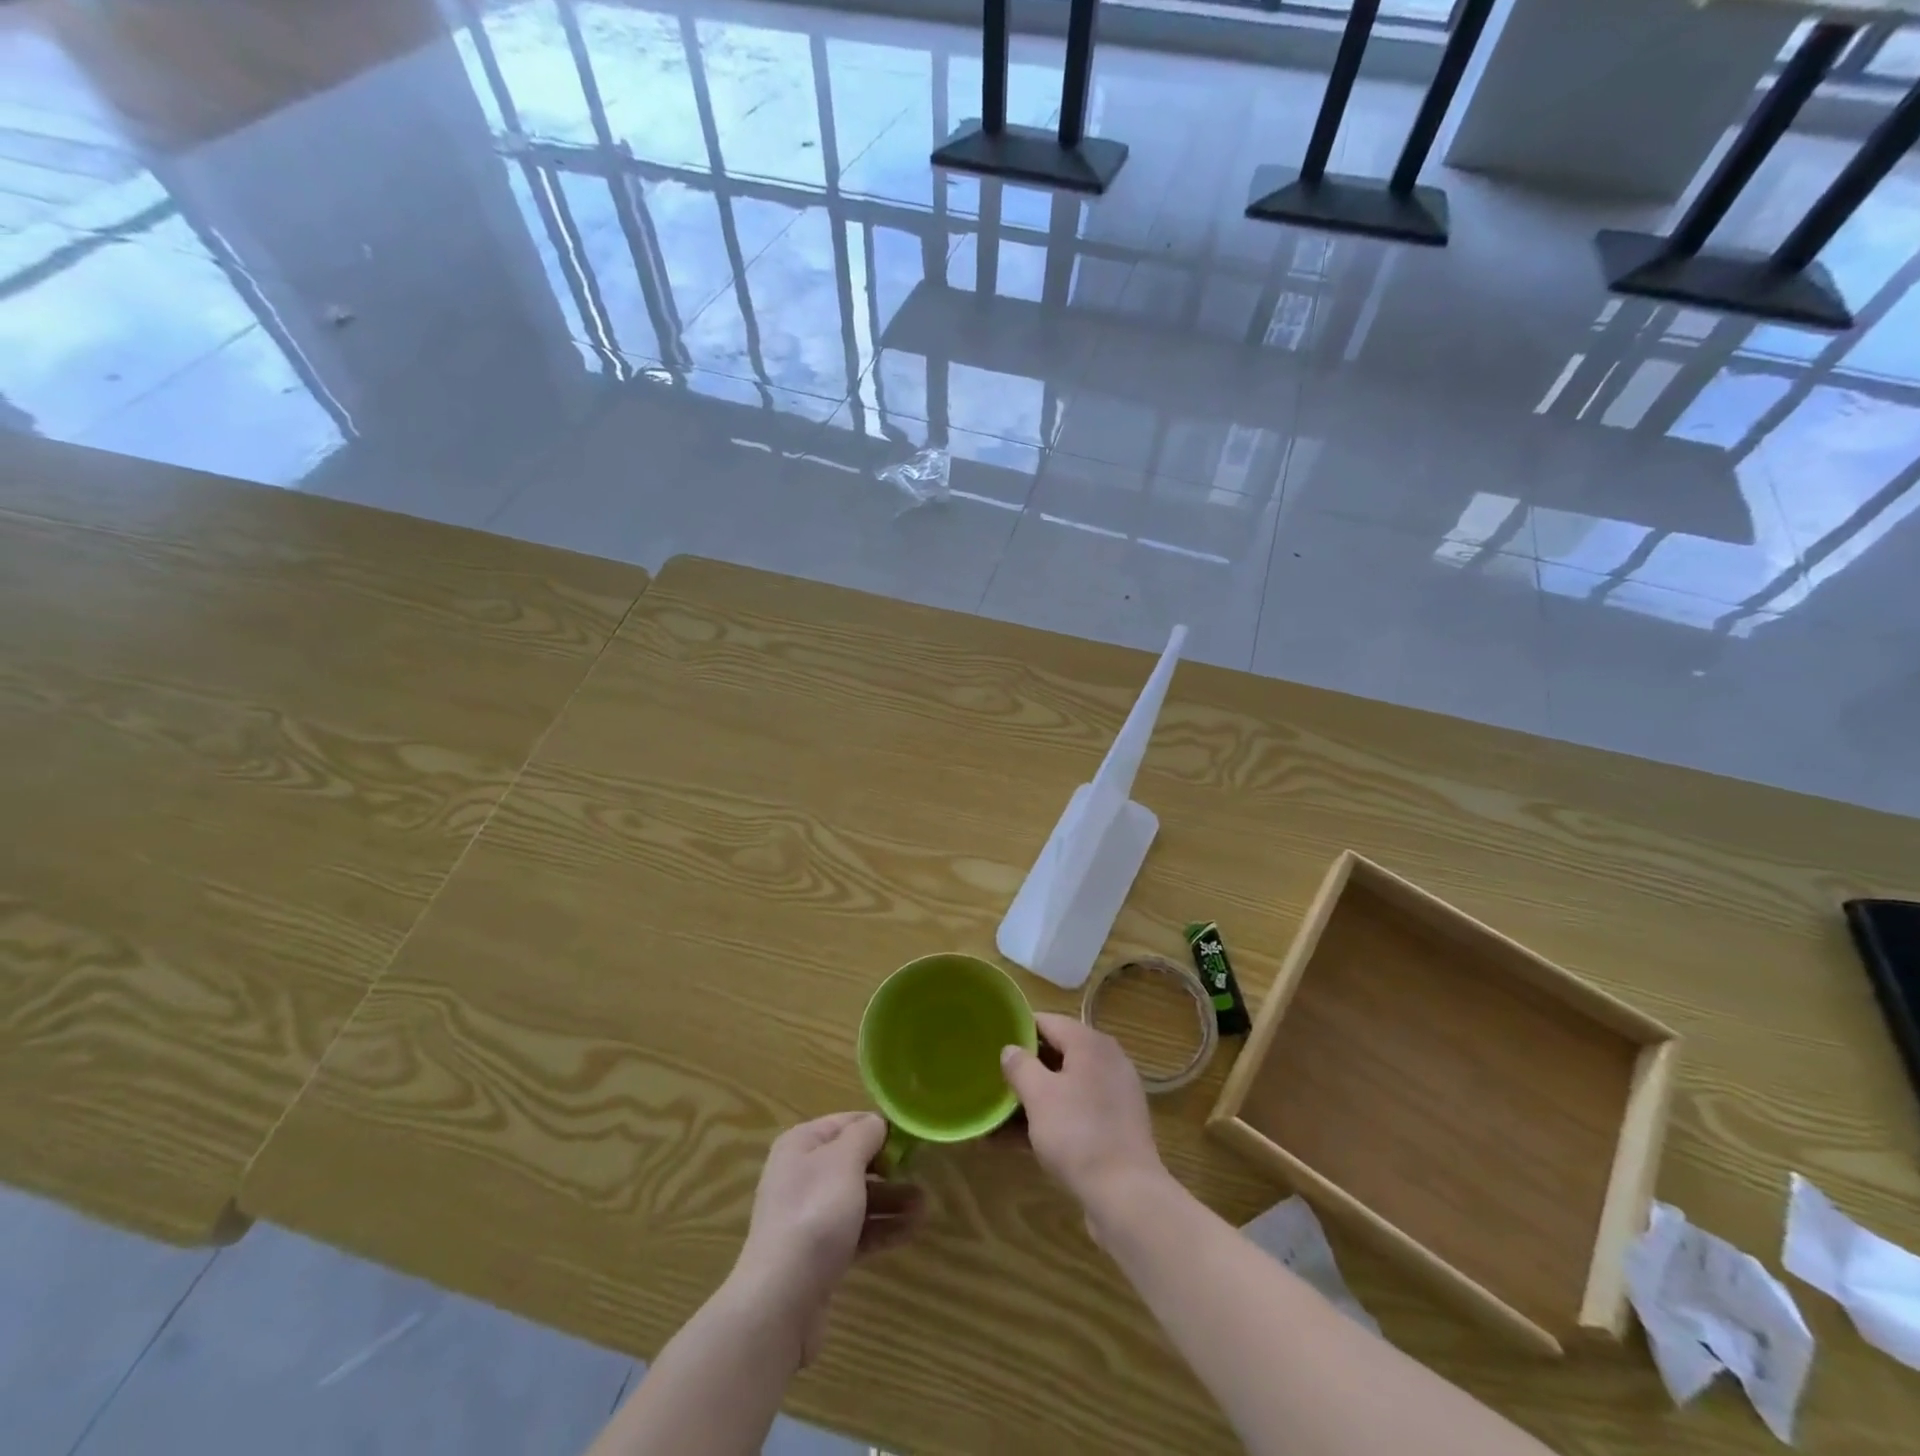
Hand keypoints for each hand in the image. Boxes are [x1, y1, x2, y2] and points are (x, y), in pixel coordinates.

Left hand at [730, 1112, 923, 1364]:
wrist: (781, 1300)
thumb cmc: (815, 1214)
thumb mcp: (844, 1162)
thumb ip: (865, 1135)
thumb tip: (877, 1123)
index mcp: (802, 1144)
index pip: (846, 1123)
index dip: (878, 1127)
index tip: (910, 1138)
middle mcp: (802, 1175)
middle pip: (853, 1162)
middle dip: (889, 1169)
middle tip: (922, 1173)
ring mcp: (809, 1216)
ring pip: (857, 1198)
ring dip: (891, 1200)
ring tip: (925, 1207)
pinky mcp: (819, 1253)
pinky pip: (855, 1231)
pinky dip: (881, 1228)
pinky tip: (911, 1231)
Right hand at [1000, 1013, 1168, 1232]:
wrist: (1127, 1196)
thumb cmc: (1078, 1134)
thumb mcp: (1039, 1095)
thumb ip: (1020, 1066)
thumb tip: (1010, 1049)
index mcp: (1090, 1043)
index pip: (1047, 1021)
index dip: (1018, 1029)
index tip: (991, 1042)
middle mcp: (1106, 1061)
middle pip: (1057, 1054)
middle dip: (1024, 1068)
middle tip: (992, 1078)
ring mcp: (1113, 1095)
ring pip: (1064, 1087)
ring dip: (1032, 1099)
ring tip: (997, 1115)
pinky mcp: (1115, 1126)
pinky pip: (1075, 1112)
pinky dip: (1050, 1119)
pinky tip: (1017, 1141)